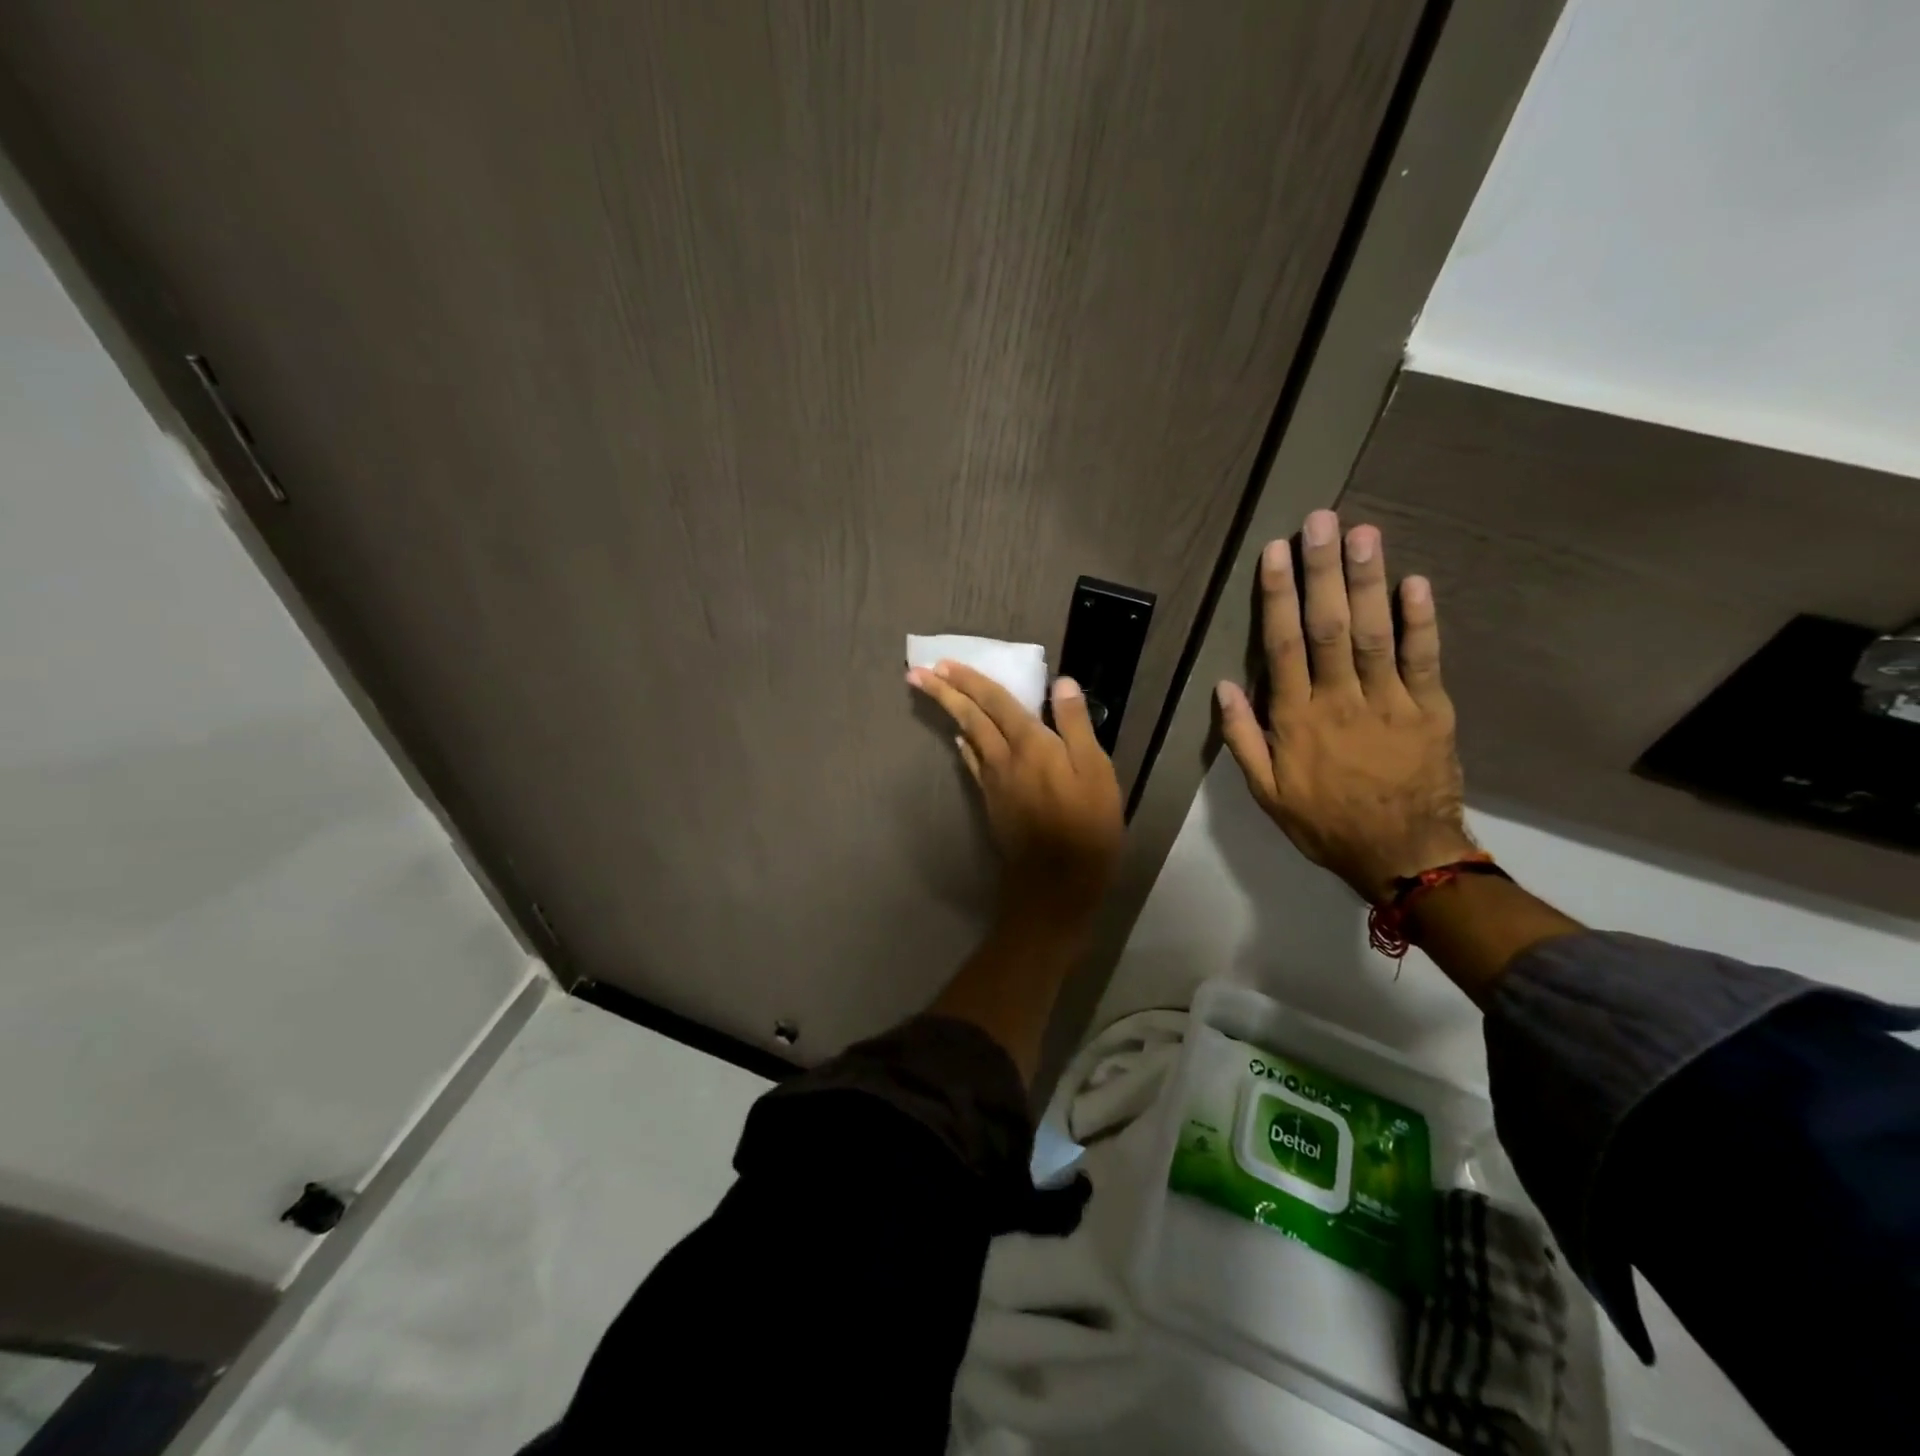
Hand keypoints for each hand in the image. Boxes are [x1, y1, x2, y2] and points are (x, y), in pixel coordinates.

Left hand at [908, 661, 1123, 917]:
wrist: (1056, 881)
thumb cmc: (1087, 825)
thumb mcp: (1096, 771)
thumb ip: (1076, 725)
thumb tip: (1062, 683)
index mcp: (1031, 744)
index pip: (995, 702)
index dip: (971, 680)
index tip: (943, 663)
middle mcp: (1004, 758)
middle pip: (971, 717)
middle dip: (945, 692)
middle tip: (918, 673)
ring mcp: (994, 782)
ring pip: (968, 738)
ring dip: (951, 714)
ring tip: (937, 696)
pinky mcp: (992, 802)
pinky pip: (973, 764)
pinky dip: (965, 746)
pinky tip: (962, 741)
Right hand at [1215, 510, 1474, 903]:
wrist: (1403, 856)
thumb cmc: (1324, 822)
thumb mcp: (1266, 793)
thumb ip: (1243, 738)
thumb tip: (1224, 686)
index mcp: (1296, 720)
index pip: (1283, 646)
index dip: (1277, 597)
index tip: (1274, 553)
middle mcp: (1340, 701)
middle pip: (1329, 627)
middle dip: (1322, 571)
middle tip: (1320, 521)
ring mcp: (1389, 703)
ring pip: (1375, 633)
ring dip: (1368, 581)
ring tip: (1362, 533)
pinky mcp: (1431, 710)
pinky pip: (1424, 659)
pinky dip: (1421, 620)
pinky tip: (1416, 582)